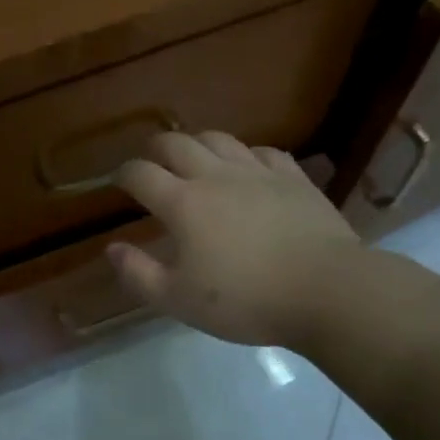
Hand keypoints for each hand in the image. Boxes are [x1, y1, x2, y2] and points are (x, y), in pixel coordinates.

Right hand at [108, 131, 358, 346]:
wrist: (327, 291)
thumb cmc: (246, 300)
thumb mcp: (179, 301)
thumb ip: (138, 274)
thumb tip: (112, 248)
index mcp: (183, 203)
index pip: (141, 173)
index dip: (124, 174)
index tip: (119, 183)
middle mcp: (215, 176)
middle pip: (176, 143)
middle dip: (156, 149)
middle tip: (152, 164)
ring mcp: (257, 172)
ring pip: (218, 139)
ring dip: (198, 144)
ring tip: (195, 159)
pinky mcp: (293, 177)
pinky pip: (263, 152)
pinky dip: (245, 155)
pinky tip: (248, 169)